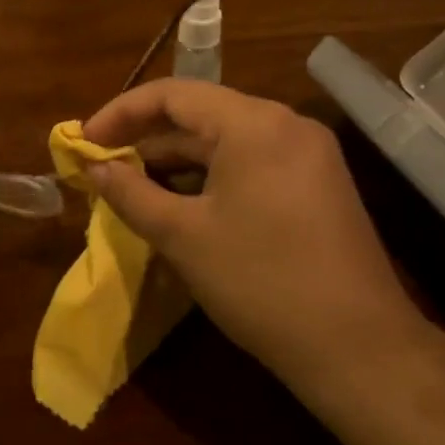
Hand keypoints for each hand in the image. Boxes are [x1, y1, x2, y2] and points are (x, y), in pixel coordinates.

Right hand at [82, 79, 435, 405]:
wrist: (360, 350)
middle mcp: (285, 124)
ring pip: (224, 139)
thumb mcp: (182, 235)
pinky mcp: (317, 184)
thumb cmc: (260, 282)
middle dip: (146, 136)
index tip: (84, 140)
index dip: (120, 113)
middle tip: (103, 162)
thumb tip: (94, 166)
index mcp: (253, 124)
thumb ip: (130, 192)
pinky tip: (180, 201)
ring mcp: (307, 154)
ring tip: (132, 183)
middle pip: (200, 112)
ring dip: (175, 157)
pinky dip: (208, 174)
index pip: (172, 94)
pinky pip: (249, 162)